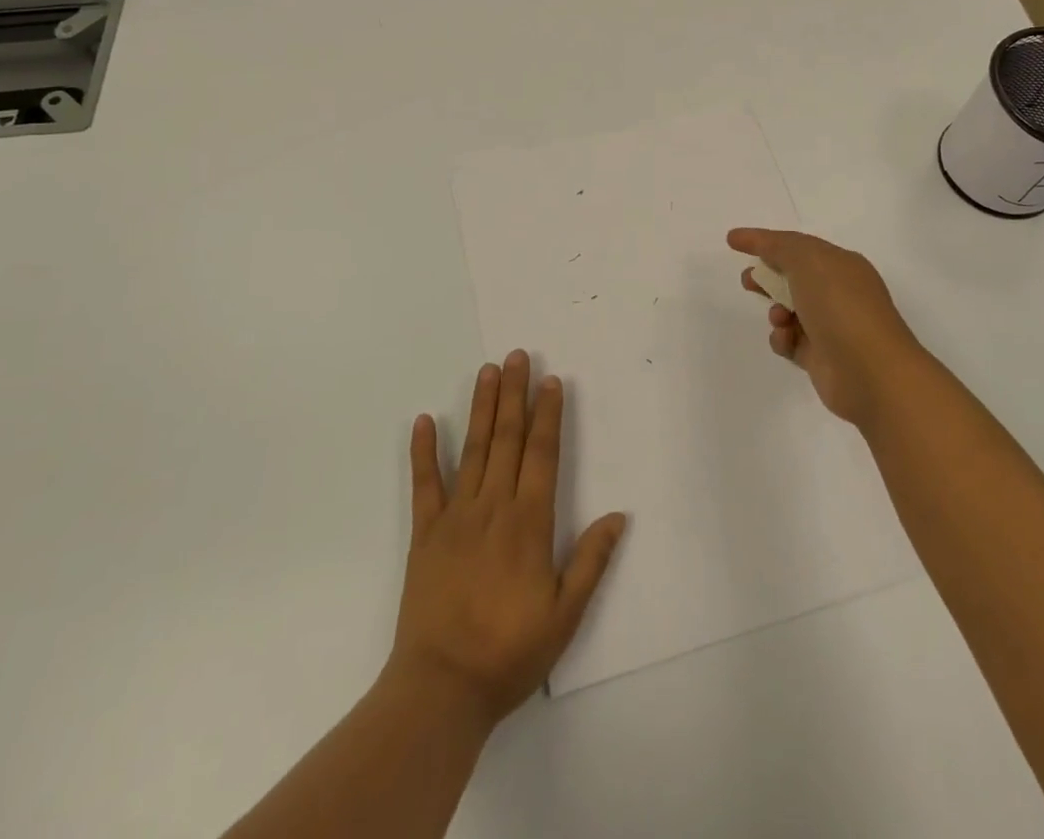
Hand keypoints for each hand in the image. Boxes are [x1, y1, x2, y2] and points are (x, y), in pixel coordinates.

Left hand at [388, 350, 626, 730]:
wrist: (441, 687)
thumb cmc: (509, 652)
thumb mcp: (565, 615)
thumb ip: (591, 561)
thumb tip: (619, 515)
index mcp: (529, 522)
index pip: (542, 454)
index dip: (548, 415)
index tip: (551, 380)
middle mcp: (493, 507)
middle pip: (507, 439)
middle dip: (514, 394)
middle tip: (517, 355)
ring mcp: (455, 516)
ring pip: (473, 449)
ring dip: (481, 408)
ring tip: (487, 370)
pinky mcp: (425, 533)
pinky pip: (424, 484)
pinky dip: (423, 451)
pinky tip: (425, 420)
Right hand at [728, 228, 930, 427]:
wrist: (871, 372)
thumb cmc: (841, 307)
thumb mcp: (808, 261)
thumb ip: (777, 246)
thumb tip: (754, 239)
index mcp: (842, 265)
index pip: (799, 246)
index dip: (766, 241)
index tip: (733, 241)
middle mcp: (839, 293)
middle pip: (794, 277)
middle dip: (767, 277)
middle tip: (748, 281)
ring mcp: (832, 327)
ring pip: (790, 311)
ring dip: (775, 311)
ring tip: (779, 318)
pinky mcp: (822, 358)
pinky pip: (791, 342)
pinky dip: (783, 339)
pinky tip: (787, 341)